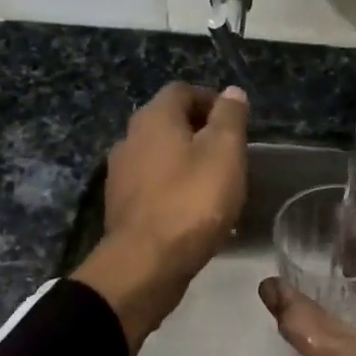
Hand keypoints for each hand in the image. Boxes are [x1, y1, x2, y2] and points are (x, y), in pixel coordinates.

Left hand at [73, 83, 248, 351]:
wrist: (146, 263)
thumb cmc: (192, 201)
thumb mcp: (224, 153)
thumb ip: (229, 118)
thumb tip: (231, 91)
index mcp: (154, 118)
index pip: (182, 91)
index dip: (210, 101)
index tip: (235, 123)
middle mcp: (130, 138)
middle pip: (168, 123)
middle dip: (199, 132)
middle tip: (229, 154)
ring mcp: (120, 174)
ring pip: (159, 156)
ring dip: (185, 163)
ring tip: (215, 185)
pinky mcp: (121, 206)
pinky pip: (152, 186)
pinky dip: (173, 189)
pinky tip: (193, 212)